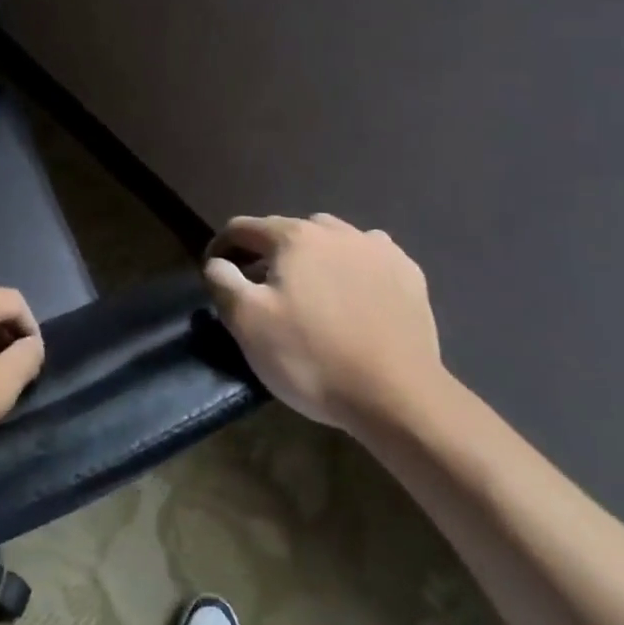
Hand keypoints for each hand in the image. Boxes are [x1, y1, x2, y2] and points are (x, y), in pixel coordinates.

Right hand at [203, 214, 441, 429]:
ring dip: (313, 255)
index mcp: (294, 237)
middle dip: (269, 252)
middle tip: (263, 287)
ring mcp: (378, 249)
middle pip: (288, 230)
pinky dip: (354, 267)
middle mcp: (336, 231)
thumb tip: (218, 263)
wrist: (397, 397)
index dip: (222, 246)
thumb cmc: (312, 357)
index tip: (215, 271)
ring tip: (311, 289)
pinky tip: (355, 294)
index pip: (243, 228)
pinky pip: (370, 256)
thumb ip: (223, 281)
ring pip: (332, 238)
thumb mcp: (247, 322)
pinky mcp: (408, 274)